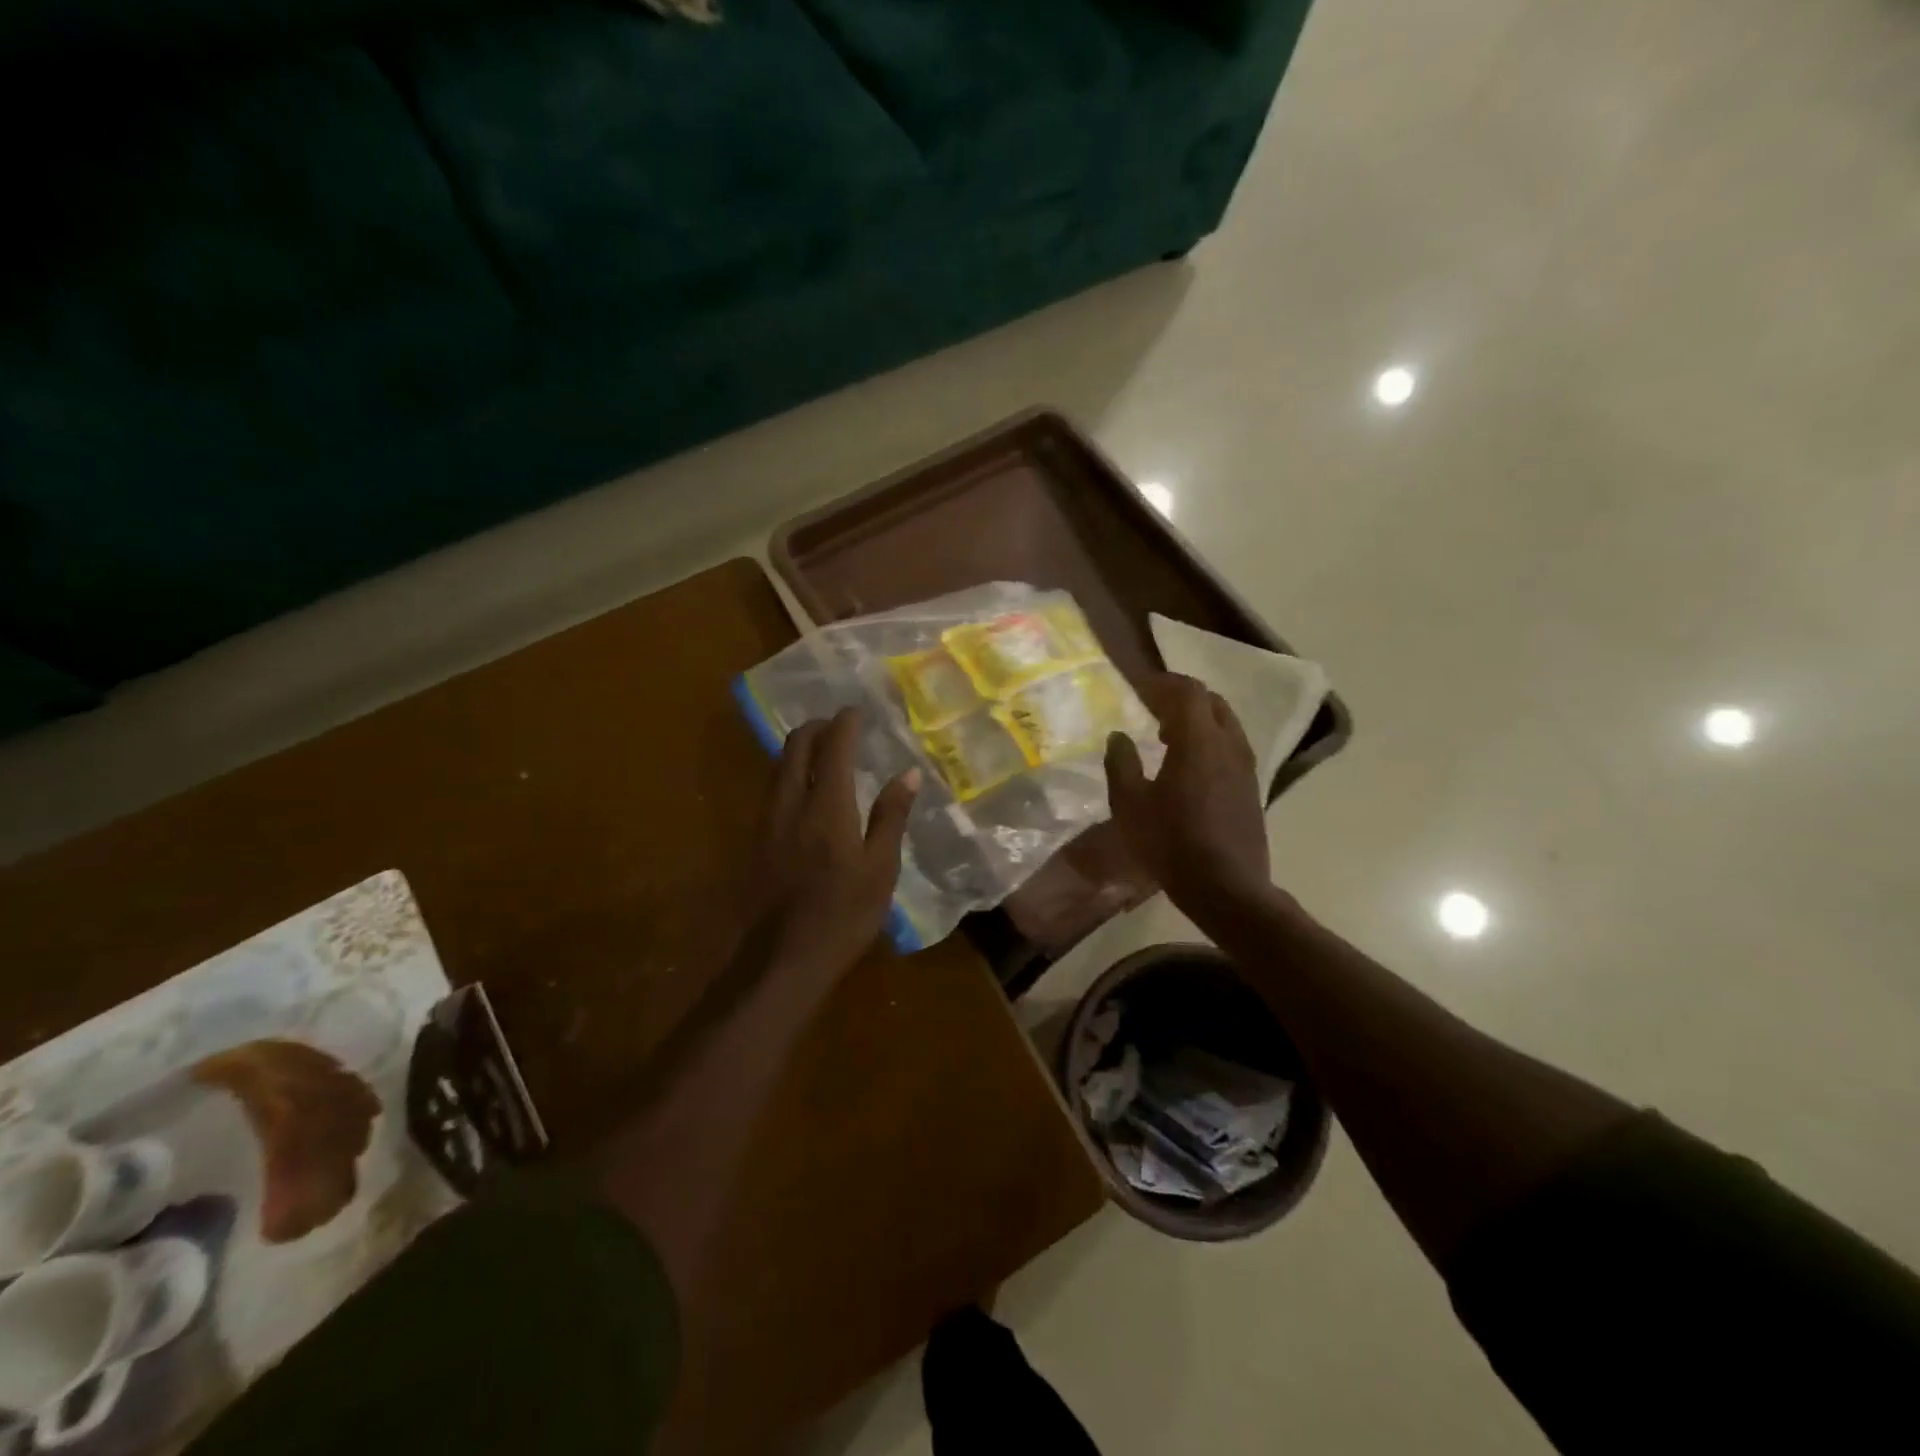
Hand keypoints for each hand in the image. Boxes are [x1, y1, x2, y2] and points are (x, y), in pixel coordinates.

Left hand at [746, 707, 918, 983]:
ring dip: (800, 748)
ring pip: (778, 765)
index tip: (859, 711)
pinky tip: (806, 790)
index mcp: (827, 806)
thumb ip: (891, 816)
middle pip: (795, 745)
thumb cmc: (843, 915)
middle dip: (817, 726)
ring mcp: (768, 820)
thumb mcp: (881, 869)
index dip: (846, 721)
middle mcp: (791, 802)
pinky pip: (772, 788)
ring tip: (825, 752)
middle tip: (841, 727)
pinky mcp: (756, 839)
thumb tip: (907, 772)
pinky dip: (790, 773)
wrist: (782, 959)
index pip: (834, 745)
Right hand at [1105, 673, 1273, 917]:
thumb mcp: (1130, 804)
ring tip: (1168, 736)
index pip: (1187, 691)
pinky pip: (1231, 747)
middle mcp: (1228, 744)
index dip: (1162, 683)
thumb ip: (1121, 763)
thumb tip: (1119, 736)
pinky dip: (1209, 741)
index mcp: (1198, 740)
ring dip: (1198, 720)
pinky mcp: (1252, 788)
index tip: (1139, 687)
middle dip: (1182, 698)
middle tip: (1153, 707)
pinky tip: (1189, 767)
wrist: (1226, 888)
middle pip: (1211, 702)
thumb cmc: (1171, 842)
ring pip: (1225, 724)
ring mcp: (1246, 767)